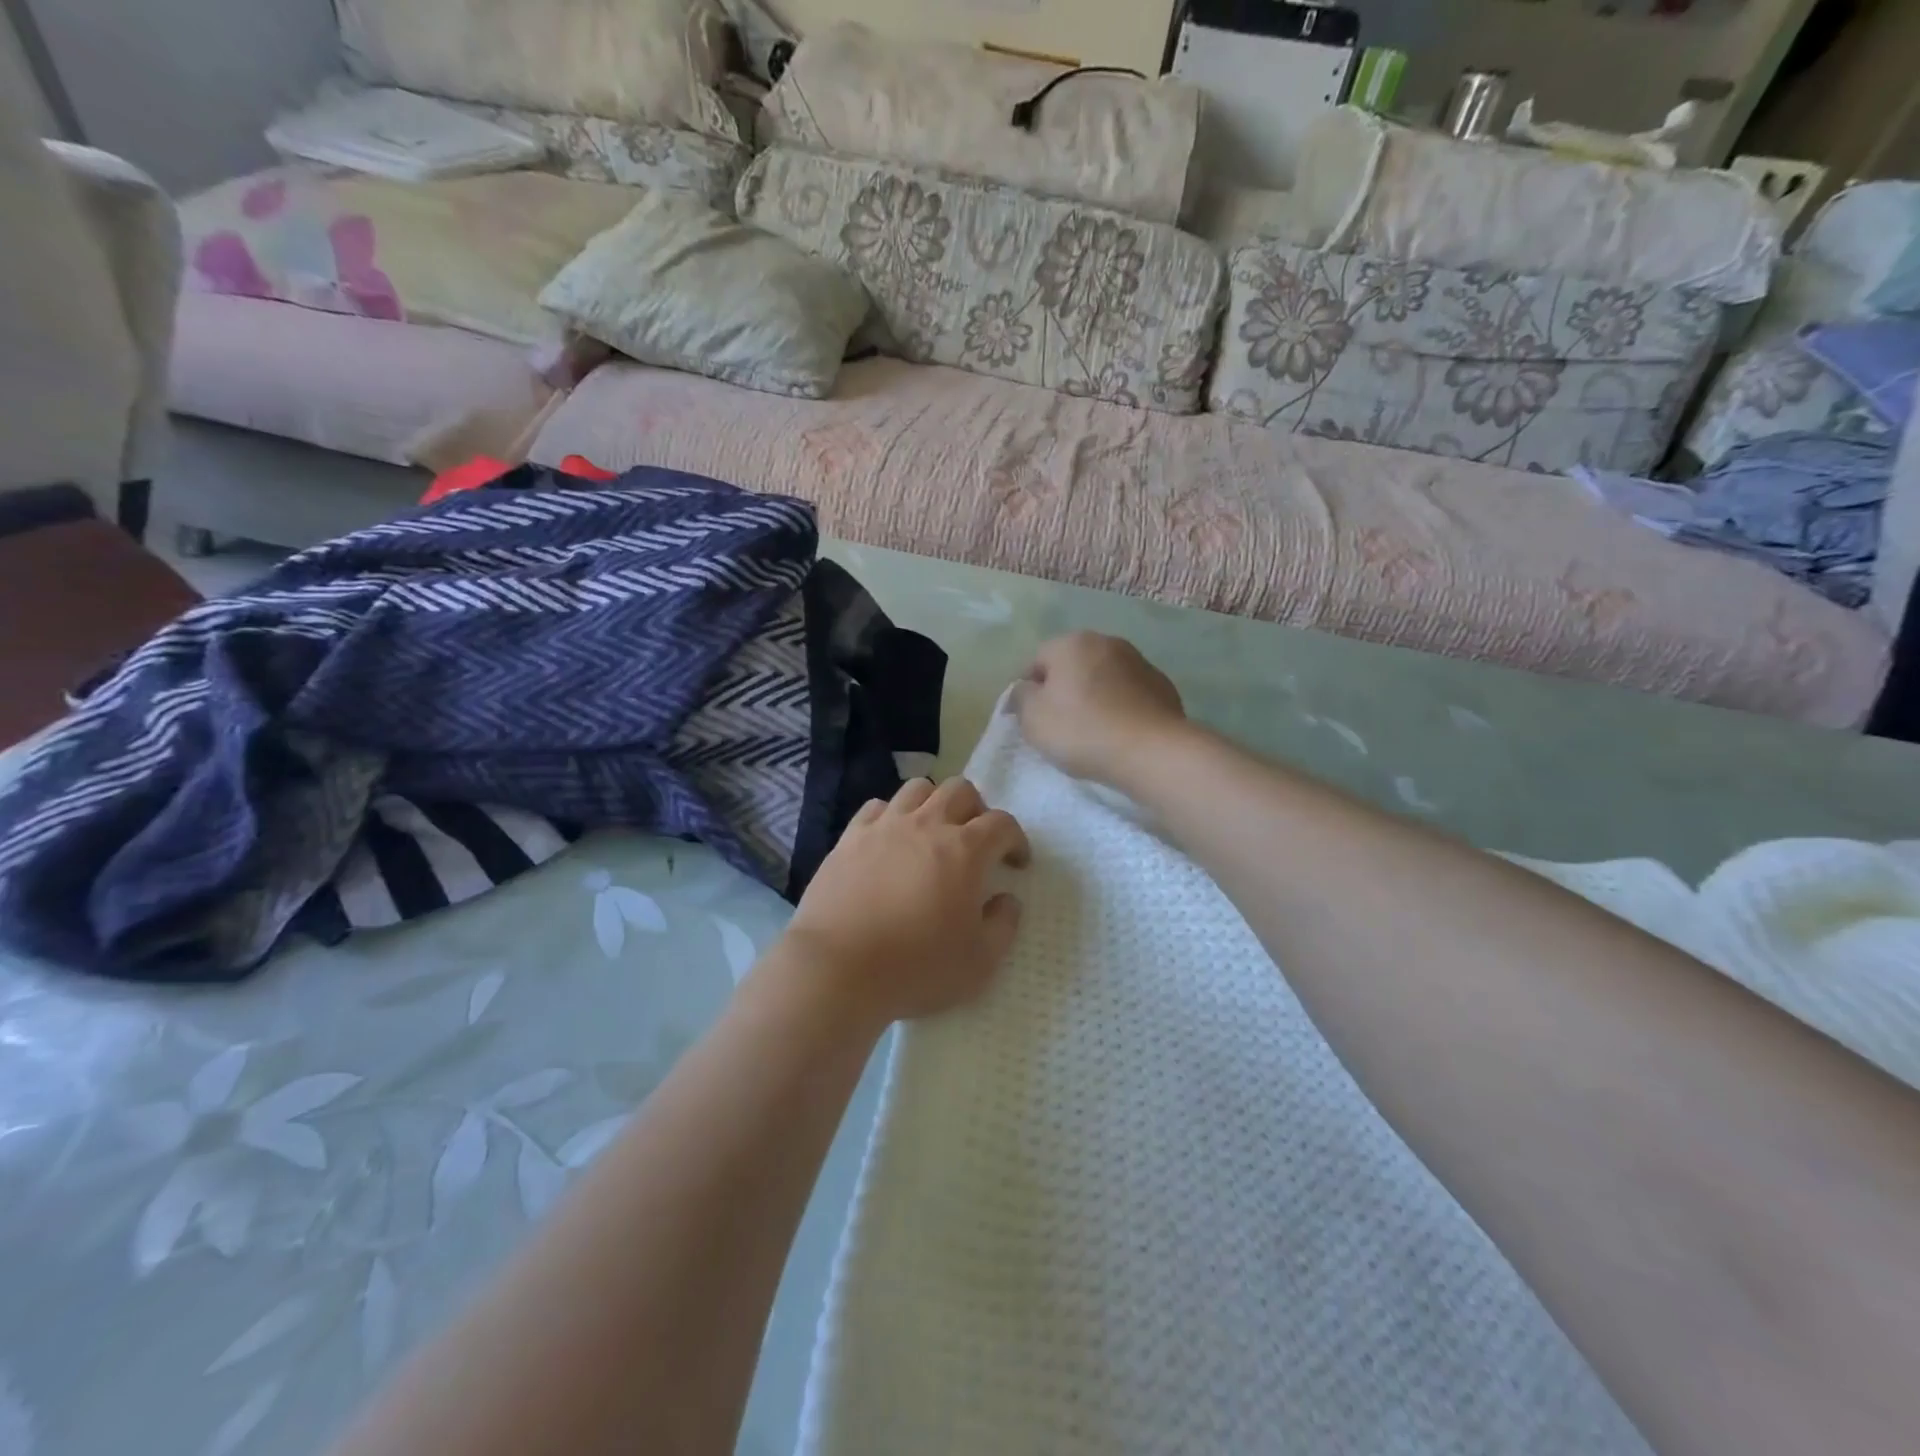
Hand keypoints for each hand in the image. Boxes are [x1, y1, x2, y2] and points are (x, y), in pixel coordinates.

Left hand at [781, 778, 1029, 1027]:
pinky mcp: (850, 838)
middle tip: (976, 842)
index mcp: (965, 850)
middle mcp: (926, 825)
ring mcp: (884, 827)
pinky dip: (892, 816)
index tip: (1016, 863)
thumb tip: (1007, 899)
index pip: (1002, 824)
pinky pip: (877, 807)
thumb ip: (1003, 925)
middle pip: (960, 790)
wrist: (838, 968)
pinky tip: (891, 840)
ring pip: (918, 789)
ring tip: (932, 833)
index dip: (1016, 839)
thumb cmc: (916, 967)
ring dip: (934, 804)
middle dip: (977, 810)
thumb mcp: (980, 962)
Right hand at [1009, 632, 1187, 786]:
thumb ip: (1021, 697)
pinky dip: (1120, 707)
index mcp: (1072, 643)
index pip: (1037, 661)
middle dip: (1064, 690)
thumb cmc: (1082, 730)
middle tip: (1059, 726)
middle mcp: (1107, 642)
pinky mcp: (1162, 686)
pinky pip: (1129, 694)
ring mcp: (1139, 662)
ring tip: (1092, 731)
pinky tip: (1119, 733)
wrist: (1151, 751)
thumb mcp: (1033, 718)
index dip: (1029, 690)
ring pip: (1103, 678)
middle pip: (1073, 665)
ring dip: (1094, 697)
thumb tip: (1025, 689)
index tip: (1031, 719)